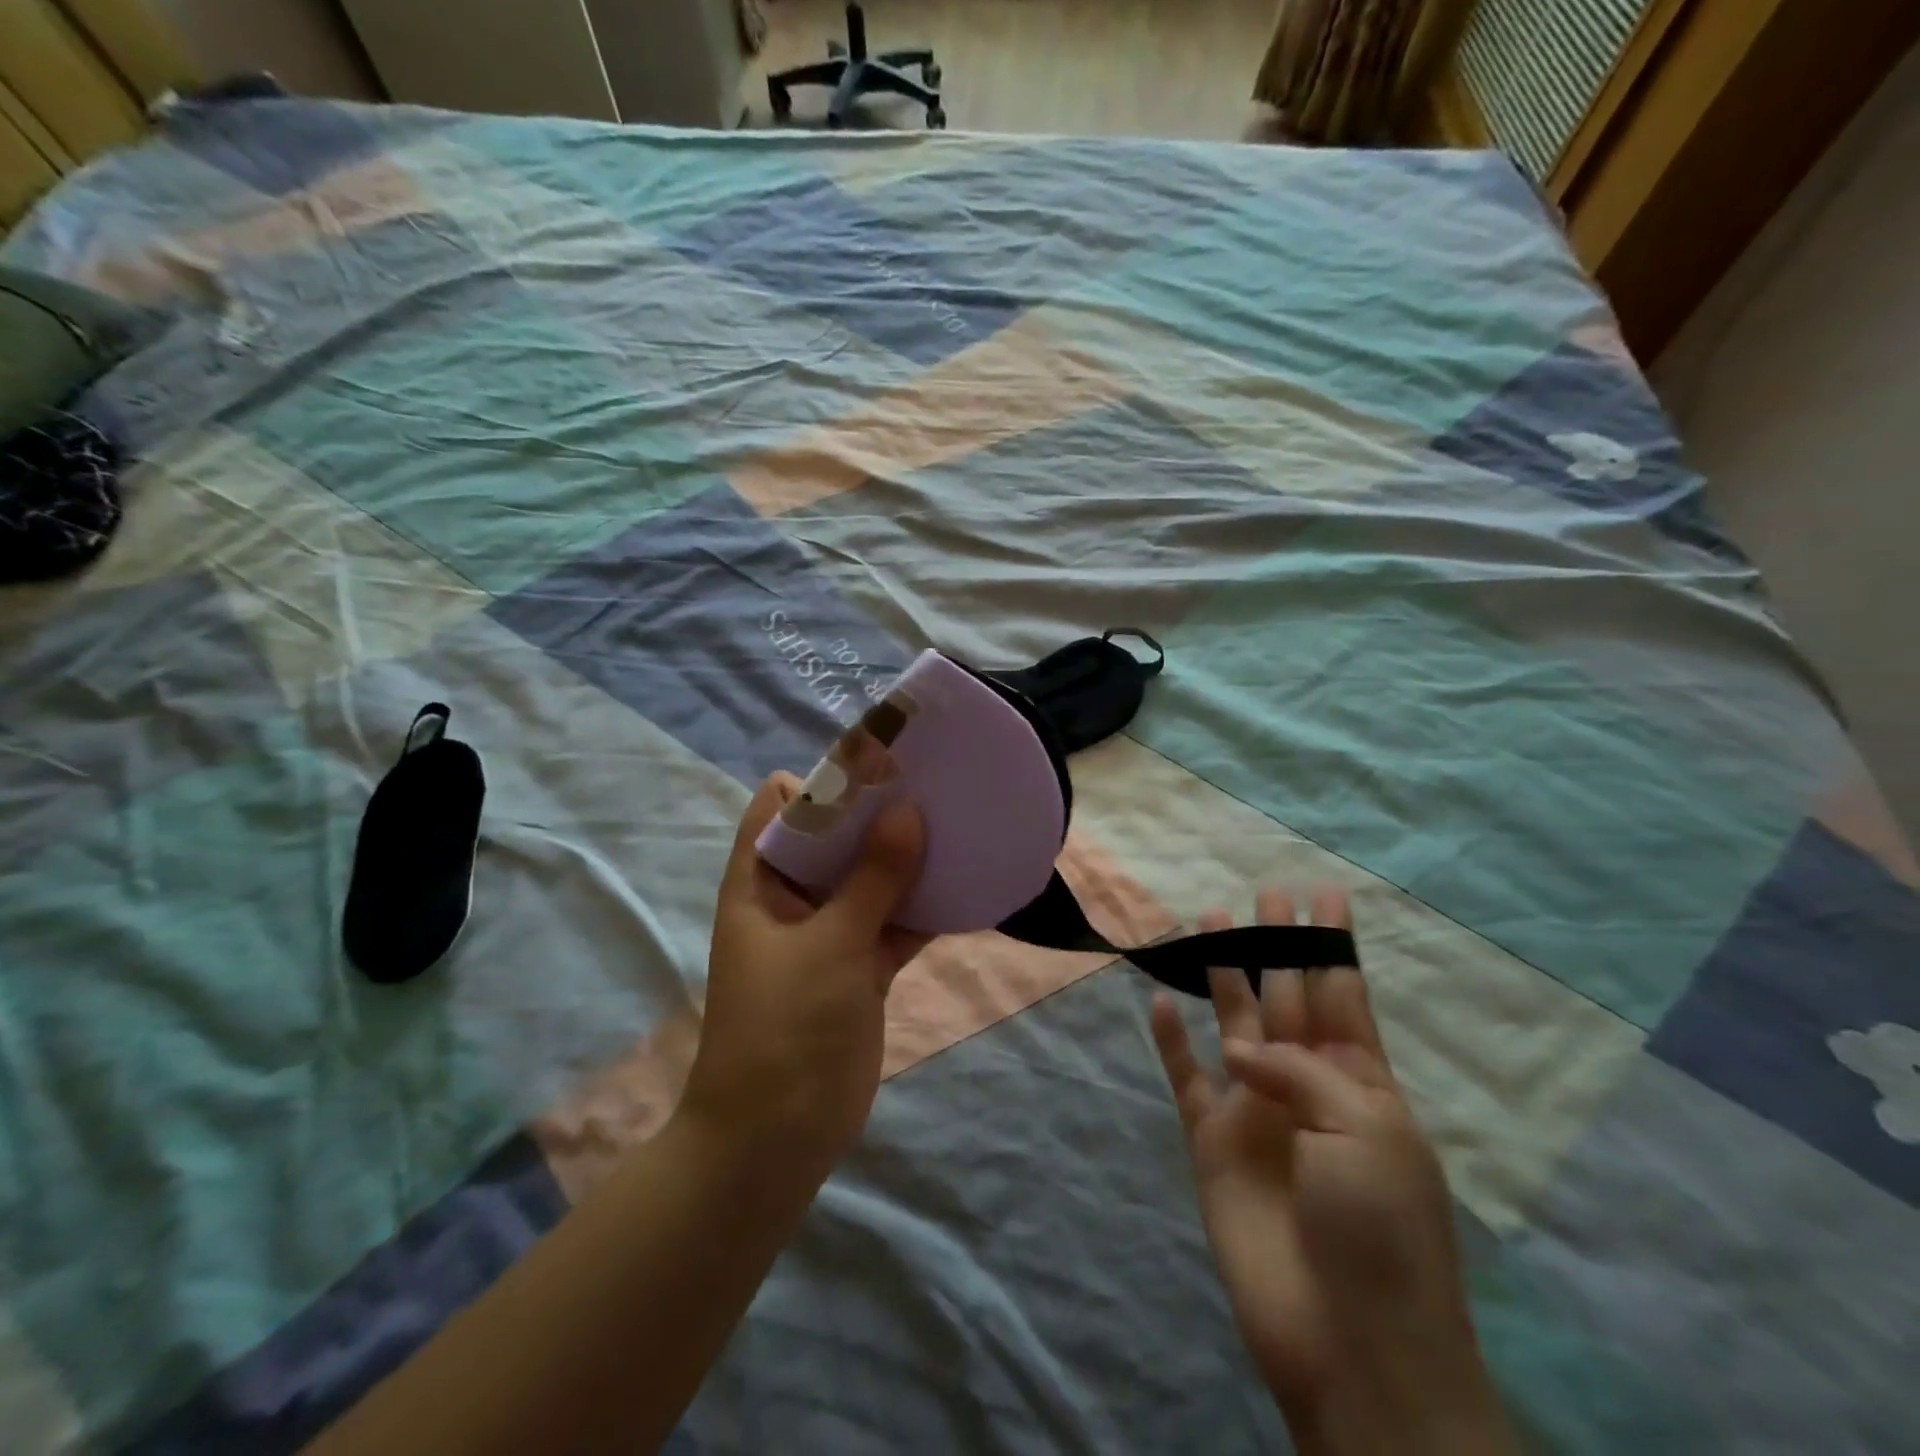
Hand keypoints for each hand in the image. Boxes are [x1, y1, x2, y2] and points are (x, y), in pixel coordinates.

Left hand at [680, 772, 928, 1180]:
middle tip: (934, 786)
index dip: (822, 780)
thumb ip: (872, 879)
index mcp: (761, 882)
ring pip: (871, 879)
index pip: (780, 807)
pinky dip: (924, 907)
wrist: (777, 1138)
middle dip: (879, 814)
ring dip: (908, 858)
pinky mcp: (861, 965)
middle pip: (834, 838)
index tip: (879, 764)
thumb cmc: (785, 1028)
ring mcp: (830, 932)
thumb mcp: (830, 944)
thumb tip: (908, 812)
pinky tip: (967, 885)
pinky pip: (895, 921)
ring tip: (959, 822)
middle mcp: (793, 898)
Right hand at [1151, 888, 1515, 1455]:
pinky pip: (1184, 1075)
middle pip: (1286, 996)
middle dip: (1277, 946)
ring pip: (1233, 1023)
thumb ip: (1300, 1069)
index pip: (1343, 994)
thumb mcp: (1365, 1130)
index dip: (1332, 945)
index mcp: (1359, 1082)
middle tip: (1264, 896)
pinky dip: (1170, 1040)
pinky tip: (1157, 1001)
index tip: (1323, 896)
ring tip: (1207, 924)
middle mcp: (1304, 1084)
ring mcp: (1255, 1109)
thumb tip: (1242, 1051)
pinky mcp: (1211, 1138)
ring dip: (1222, 977)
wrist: (1347, 1341)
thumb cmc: (1378, 1228)